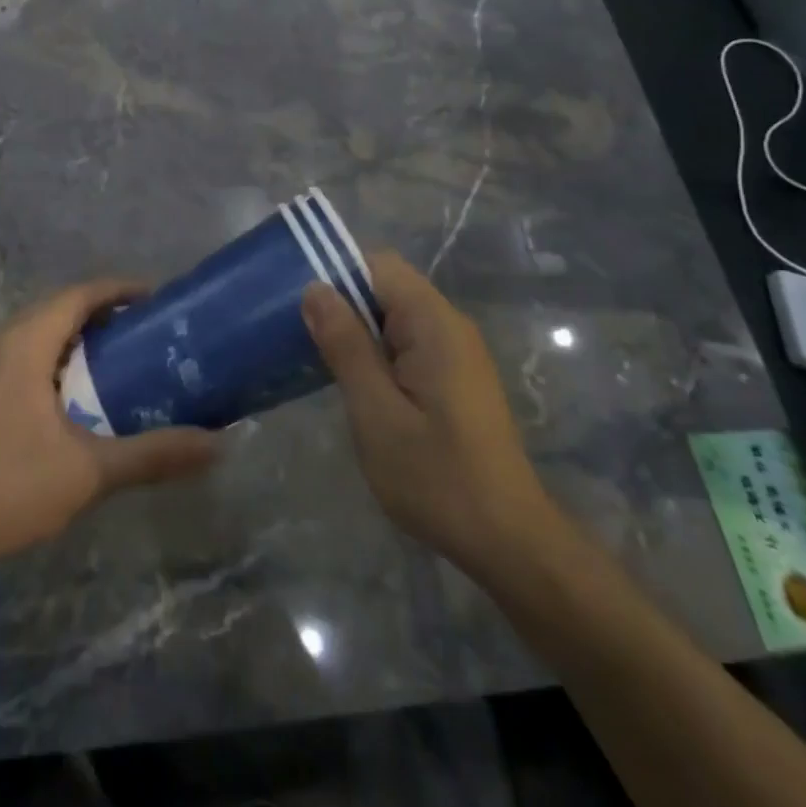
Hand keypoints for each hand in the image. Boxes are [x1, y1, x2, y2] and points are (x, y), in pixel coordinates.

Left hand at [0, 280, 221, 573]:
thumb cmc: (9, 488)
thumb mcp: (89, 471)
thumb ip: (153, 454)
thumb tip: (217, 446)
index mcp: (25, 341)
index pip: (80, 294)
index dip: (120, 290)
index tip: (158, 299)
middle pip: (58, 307)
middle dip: (102, 313)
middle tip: (144, 333)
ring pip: (35, 331)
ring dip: (74, 336)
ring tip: (115, 360)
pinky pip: (18, 352)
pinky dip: (50, 356)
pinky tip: (69, 395)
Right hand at [303, 252, 554, 577]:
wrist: (508, 542)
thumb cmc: (437, 477)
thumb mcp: (376, 412)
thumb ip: (346, 345)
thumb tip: (314, 288)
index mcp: (433, 323)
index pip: (379, 265)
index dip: (336, 271)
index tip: (297, 299)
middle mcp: (449, 325)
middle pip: (386, 287)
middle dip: (342, 303)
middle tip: (296, 332)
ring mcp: (456, 352)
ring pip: (394, 316)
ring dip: (356, 330)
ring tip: (314, 356)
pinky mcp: (454, 377)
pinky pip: (407, 343)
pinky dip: (376, 352)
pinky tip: (352, 382)